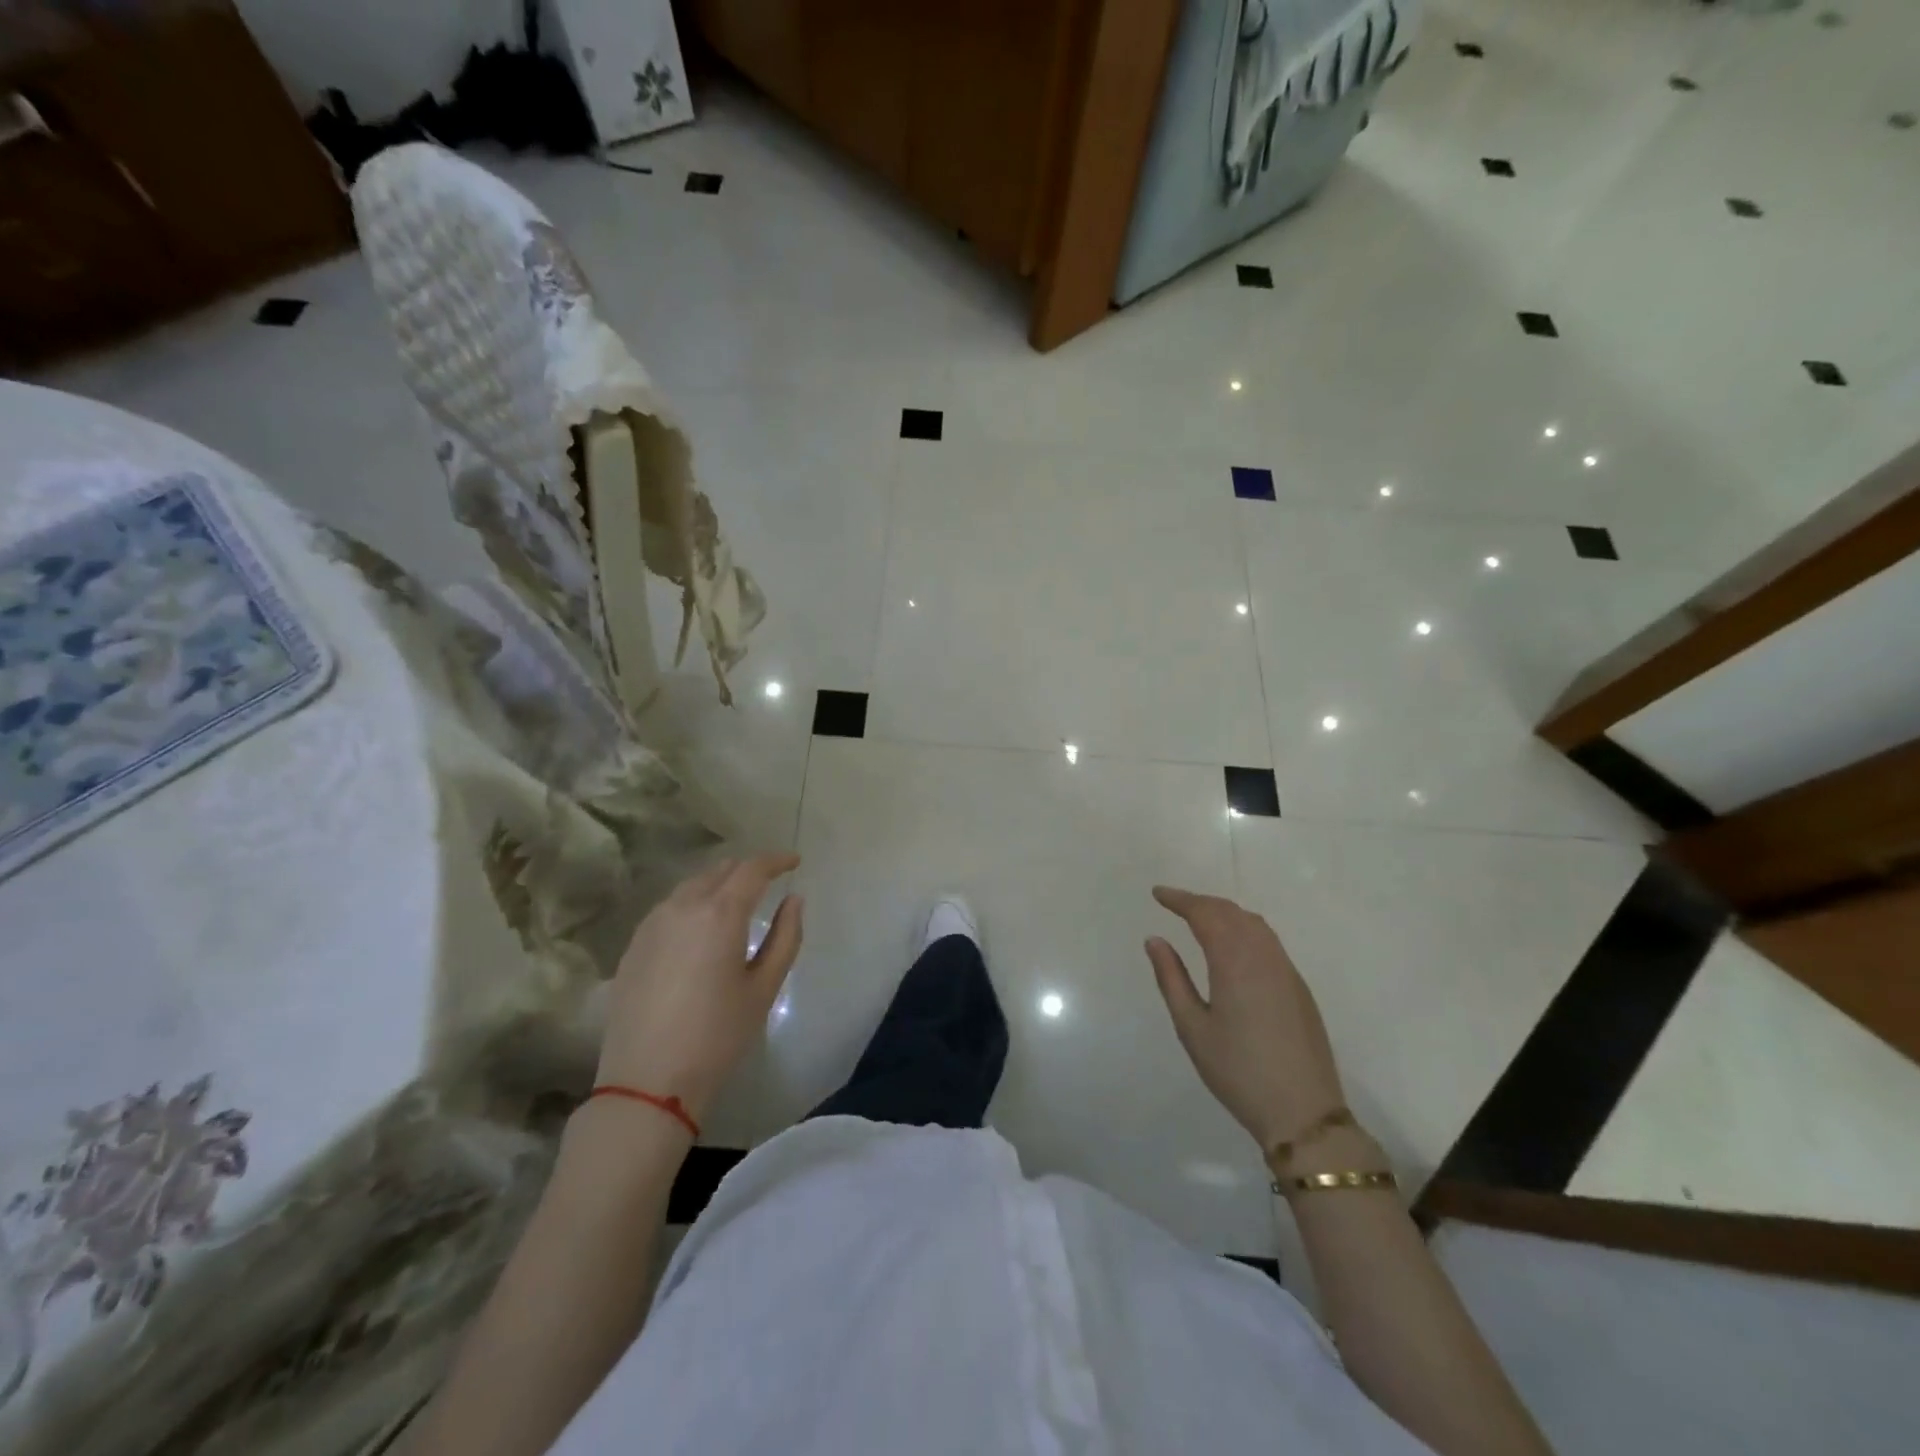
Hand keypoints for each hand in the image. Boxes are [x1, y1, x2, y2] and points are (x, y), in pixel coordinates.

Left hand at [595, 853, 803, 1121]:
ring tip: (736, 901)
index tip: (794, 862)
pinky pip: (669, 907)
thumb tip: (794, 900)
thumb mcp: (764, 988)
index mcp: (719, 914)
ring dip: (718, 884)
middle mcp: (682, 907)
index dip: (776, 860)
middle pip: (719, 870)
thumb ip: (785, 936)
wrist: (647, 1081)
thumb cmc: (717, 1036)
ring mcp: (651, 924)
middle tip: (769, 881)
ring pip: (691, 886)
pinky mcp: (633, 945)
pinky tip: (700, 927)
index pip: (752, 869)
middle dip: (747, 869)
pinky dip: (693, 903)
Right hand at [1145, 886, 1344, 1153]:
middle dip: (1201, 902)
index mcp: (1235, 962)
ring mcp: (1286, 970)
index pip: (1205, 914)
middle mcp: (1264, 956)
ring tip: (1200, 918)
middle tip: (1174, 904)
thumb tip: (1155, 940)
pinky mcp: (1299, 987)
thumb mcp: (1193, 1028)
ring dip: (1225, 912)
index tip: (1157, 894)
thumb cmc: (1238, 1071)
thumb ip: (1172, 978)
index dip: (1180, 900)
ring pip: (1254, 924)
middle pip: (1231, 912)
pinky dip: (1244, 928)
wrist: (1304, 1113)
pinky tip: (1233, 944)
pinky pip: (1268, 940)